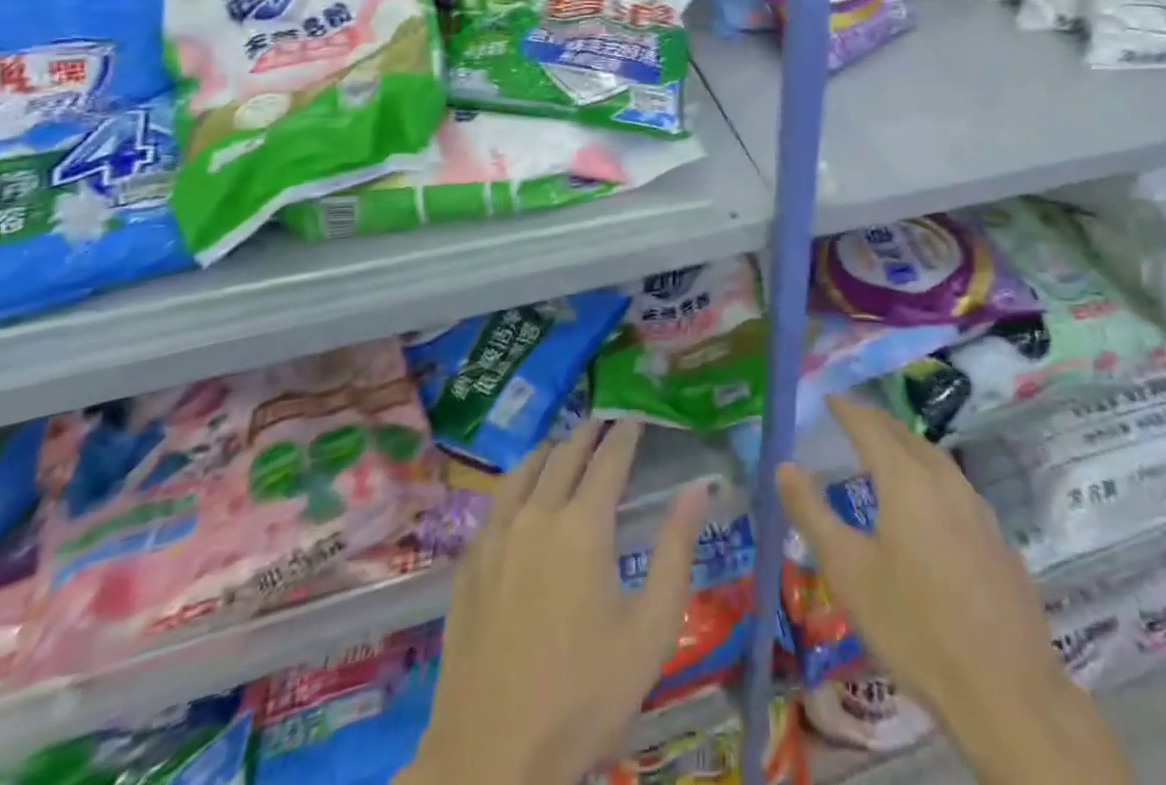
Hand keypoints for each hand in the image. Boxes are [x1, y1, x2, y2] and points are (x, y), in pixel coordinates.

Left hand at [399, 421, 709, 784]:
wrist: (489, 760)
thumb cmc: (582, 696)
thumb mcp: (650, 629)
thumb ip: (676, 550)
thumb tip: (697, 488)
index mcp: (583, 526)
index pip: (609, 458)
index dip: (625, 433)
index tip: (637, 415)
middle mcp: (537, 515)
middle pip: (564, 455)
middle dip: (588, 434)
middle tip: (604, 422)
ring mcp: (495, 538)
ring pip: (523, 471)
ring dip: (549, 451)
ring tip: (562, 446)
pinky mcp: (468, 565)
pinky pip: (494, 503)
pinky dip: (515, 483)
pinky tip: (518, 496)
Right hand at [777, 395, 1132, 784]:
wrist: (1006, 690)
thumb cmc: (914, 626)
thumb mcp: (848, 572)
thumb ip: (811, 513)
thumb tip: (784, 465)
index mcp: (906, 478)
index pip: (869, 426)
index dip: (846, 409)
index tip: (828, 397)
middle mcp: (943, 479)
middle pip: (904, 436)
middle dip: (875, 422)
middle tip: (852, 419)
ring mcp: (976, 507)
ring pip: (935, 458)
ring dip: (906, 447)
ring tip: (886, 452)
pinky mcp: (997, 537)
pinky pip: (955, 487)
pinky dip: (931, 477)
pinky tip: (928, 504)